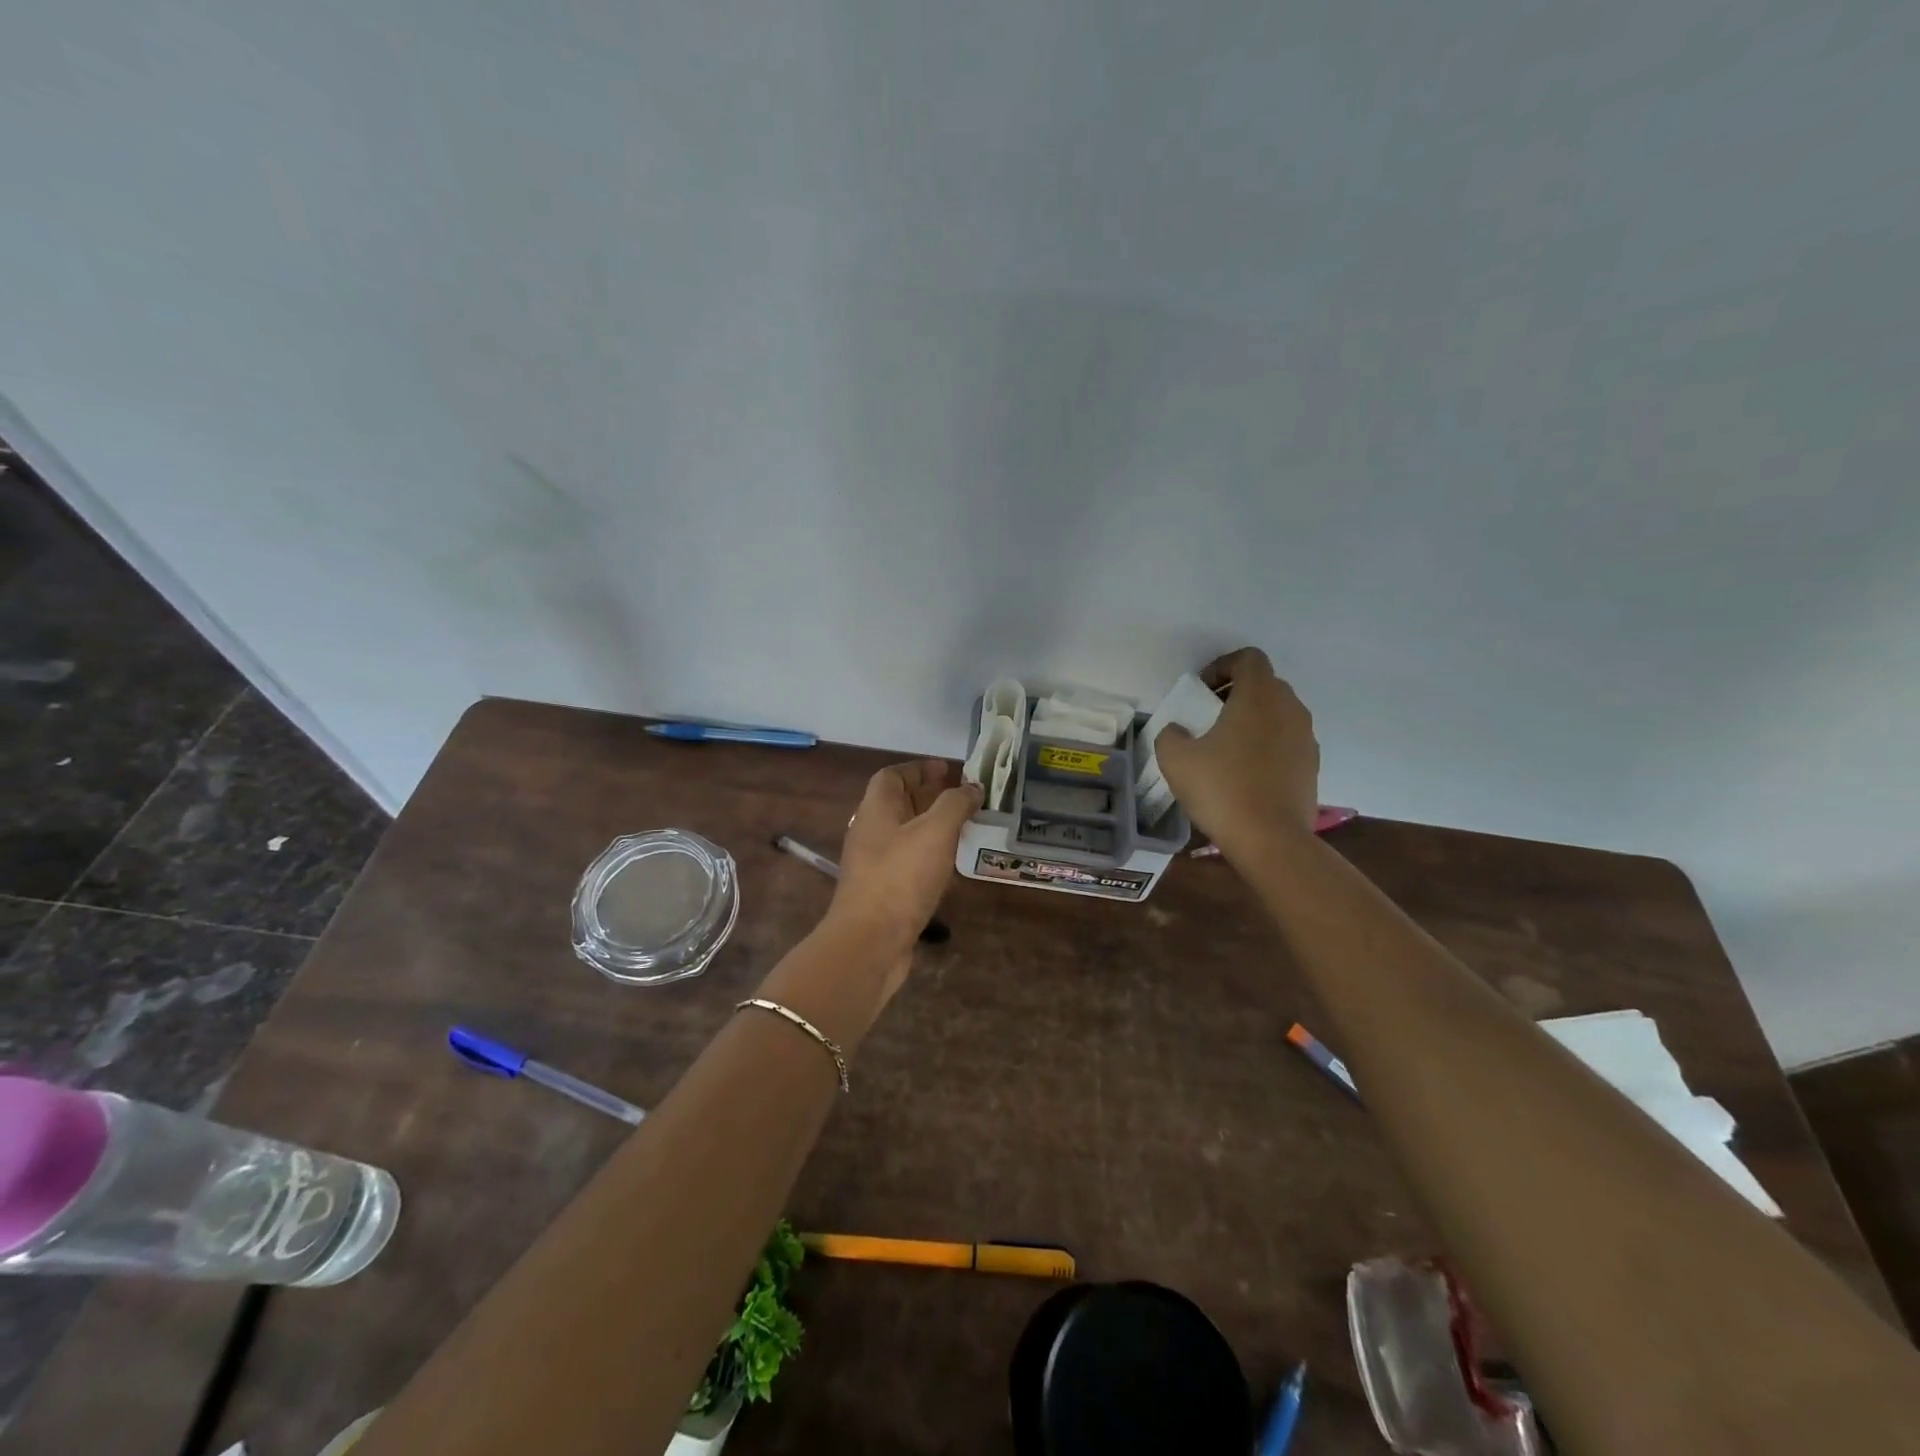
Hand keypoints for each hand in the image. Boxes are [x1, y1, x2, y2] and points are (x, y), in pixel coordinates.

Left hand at [828, 759, 980, 990]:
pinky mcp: (883, 893)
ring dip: (931, 827)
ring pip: (904, 835)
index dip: (919, 768)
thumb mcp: (935, 832)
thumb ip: (955, 804)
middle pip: (897, 804)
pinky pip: (908, 863)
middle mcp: (870, 833)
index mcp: (875, 811)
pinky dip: (929, 856)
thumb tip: (972, 787)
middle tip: (962, 797)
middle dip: (928, 796)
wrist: (870, 942)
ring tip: (964, 828)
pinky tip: (951, 865)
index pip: (892, 776)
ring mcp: (874, 865)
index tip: (949, 769)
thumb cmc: (901, 878)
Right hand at [1156, 648, 1319, 858]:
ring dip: (1253, 718)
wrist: (1270, 839)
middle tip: (1209, 715)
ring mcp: (1306, 738)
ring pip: (1279, 713)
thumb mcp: (1175, 758)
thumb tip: (1179, 730)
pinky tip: (1245, 771)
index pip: (1248, 658)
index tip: (1201, 691)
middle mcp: (1289, 709)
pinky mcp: (1312, 765)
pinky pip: (1287, 740)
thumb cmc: (1221, 789)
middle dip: (1237, 692)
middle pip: (1265, 684)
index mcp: (1259, 697)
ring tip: (1226, 745)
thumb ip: (1171, 734)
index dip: (1222, 666)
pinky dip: (1267, 744)